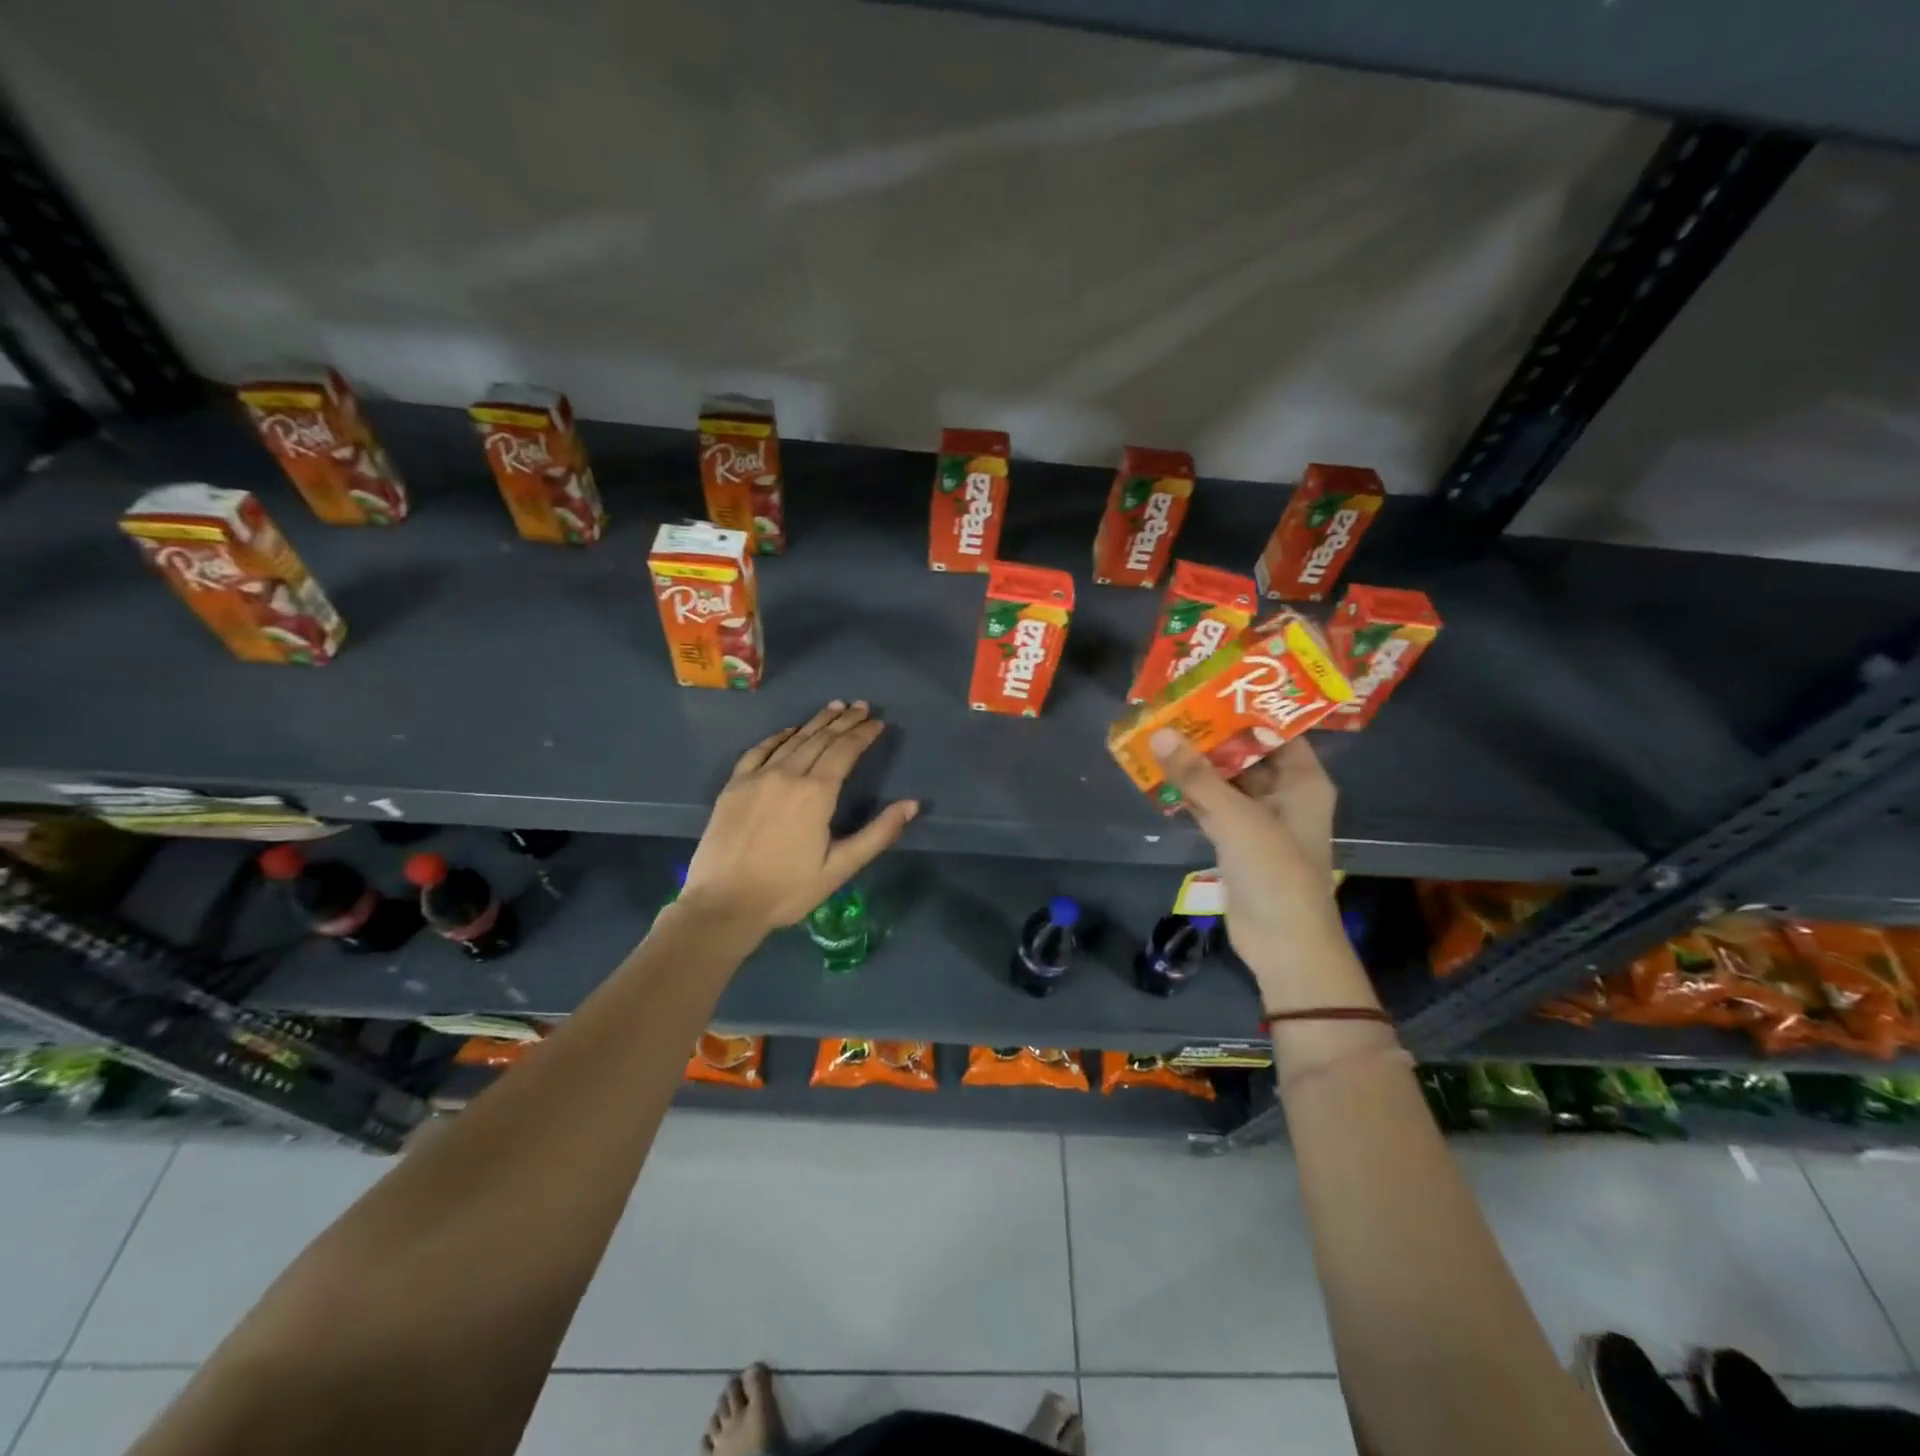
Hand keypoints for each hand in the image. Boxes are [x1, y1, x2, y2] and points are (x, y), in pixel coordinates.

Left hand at [681, 701, 917, 936]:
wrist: (723, 903)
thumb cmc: (787, 890)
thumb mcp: (840, 868)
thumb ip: (878, 834)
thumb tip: (912, 804)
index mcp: (816, 793)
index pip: (845, 751)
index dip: (863, 734)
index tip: (877, 722)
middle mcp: (787, 775)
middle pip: (820, 739)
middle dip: (844, 721)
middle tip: (861, 706)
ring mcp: (757, 777)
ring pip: (793, 740)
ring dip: (816, 722)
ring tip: (834, 707)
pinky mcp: (734, 786)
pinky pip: (759, 750)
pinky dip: (779, 737)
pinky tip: (789, 731)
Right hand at [1150, 730, 1352, 999]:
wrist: (1284, 943)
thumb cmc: (1275, 871)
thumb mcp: (1236, 818)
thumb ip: (1197, 777)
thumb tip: (1160, 733)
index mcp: (1303, 780)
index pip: (1277, 730)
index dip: (1246, 707)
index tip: (1208, 685)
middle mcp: (1284, 793)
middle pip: (1246, 753)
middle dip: (1211, 734)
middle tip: (1172, 706)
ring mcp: (1259, 818)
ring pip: (1225, 780)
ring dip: (1196, 764)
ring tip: (1159, 732)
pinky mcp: (1236, 841)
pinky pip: (1212, 806)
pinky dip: (1190, 793)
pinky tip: (1160, 774)